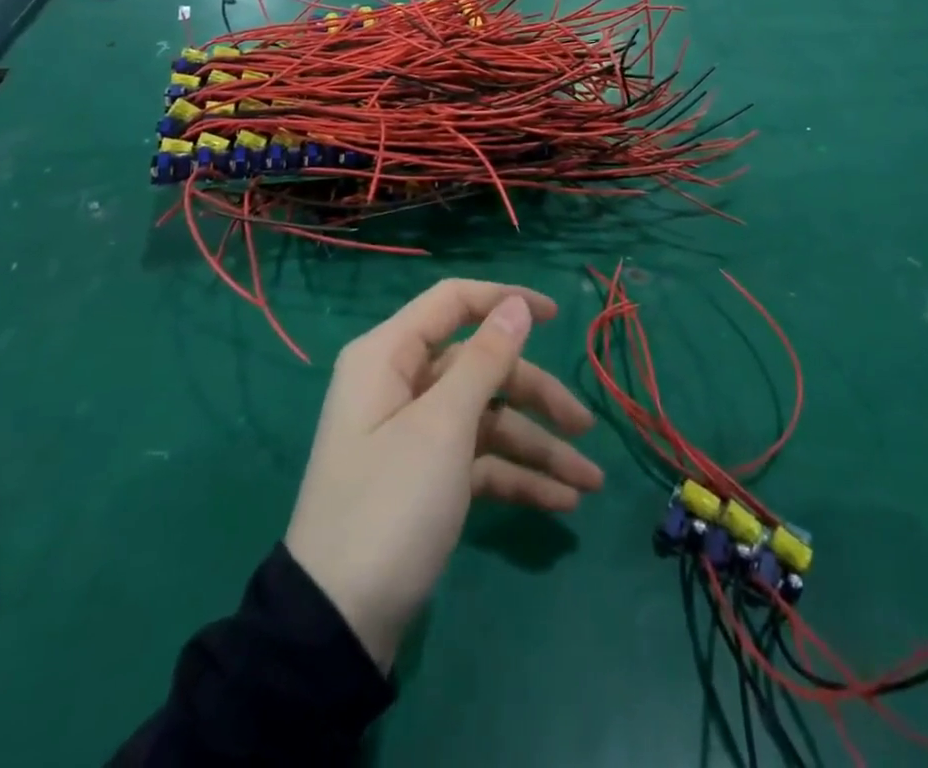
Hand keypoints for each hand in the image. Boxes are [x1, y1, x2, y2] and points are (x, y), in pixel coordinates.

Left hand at [284, 278, 604, 669]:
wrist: (337, 626)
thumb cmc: (390, 505)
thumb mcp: (443, 427)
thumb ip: (485, 359)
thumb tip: (516, 304)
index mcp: (388, 355)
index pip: (453, 302)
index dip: (504, 301)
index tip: (555, 316)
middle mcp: (400, 384)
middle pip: (480, 367)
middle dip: (535, 396)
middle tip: (585, 427)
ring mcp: (413, 434)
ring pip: (487, 418)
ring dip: (537, 446)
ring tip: (590, 482)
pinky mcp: (425, 478)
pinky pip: (479, 460)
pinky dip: (516, 477)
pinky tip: (561, 503)